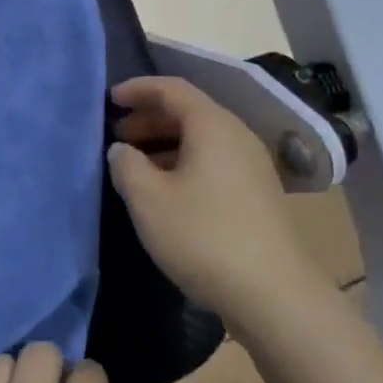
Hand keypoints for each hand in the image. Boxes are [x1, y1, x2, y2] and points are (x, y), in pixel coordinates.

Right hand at [108, 75, 330, 330]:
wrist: (273, 294)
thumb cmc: (203, 236)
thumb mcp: (149, 200)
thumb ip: (126, 166)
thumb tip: (122, 150)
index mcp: (213, 126)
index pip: (172, 89)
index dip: (139, 89)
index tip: (110, 100)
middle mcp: (237, 137)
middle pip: (189, 113)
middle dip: (149, 119)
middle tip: (117, 136)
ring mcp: (252, 166)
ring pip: (201, 140)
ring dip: (165, 145)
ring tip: (134, 166)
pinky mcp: (257, 194)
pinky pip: (213, 162)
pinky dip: (183, 164)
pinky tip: (165, 192)